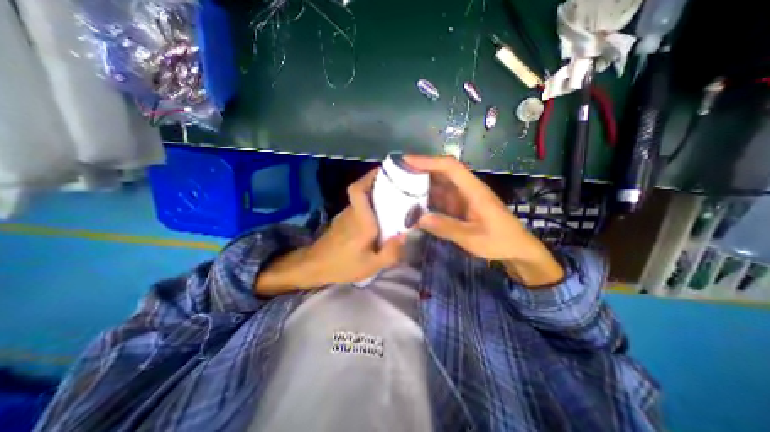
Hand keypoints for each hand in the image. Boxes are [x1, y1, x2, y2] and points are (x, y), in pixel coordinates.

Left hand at [255, 167, 404, 295]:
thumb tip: (405, 235)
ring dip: (375, 195)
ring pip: (361, 199)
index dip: (369, 176)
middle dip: (379, 184)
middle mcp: (352, 212)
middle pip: (362, 190)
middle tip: (398, 187)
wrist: (314, 267)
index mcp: (360, 220)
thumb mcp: (371, 265)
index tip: (385, 171)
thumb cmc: (343, 265)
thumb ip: (390, 252)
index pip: (358, 189)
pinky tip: (379, 218)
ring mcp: (345, 215)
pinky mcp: (342, 221)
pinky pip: (359, 208)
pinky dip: (370, 206)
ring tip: (394, 201)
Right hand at [404, 156, 559, 285]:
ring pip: (439, 184)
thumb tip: (419, 218)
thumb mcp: (473, 238)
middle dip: (420, 170)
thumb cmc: (500, 241)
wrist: (517, 249)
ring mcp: (463, 197)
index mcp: (474, 190)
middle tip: (397, 174)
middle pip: (442, 172)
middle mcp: (467, 189)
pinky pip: (440, 198)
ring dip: (421, 184)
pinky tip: (414, 204)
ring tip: (400, 187)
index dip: (428, 161)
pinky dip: (427, 198)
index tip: (407, 161)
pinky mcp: (459, 206)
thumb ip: (447, 227)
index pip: (450, 167)